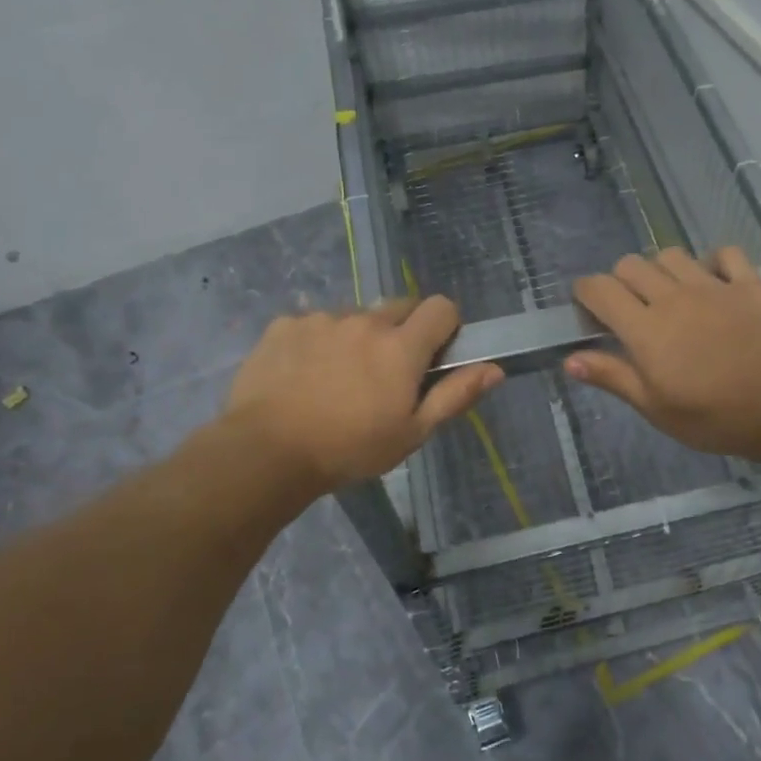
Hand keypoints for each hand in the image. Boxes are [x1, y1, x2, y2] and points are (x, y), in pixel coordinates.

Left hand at [220, 296, 501, 492]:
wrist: (265, 452)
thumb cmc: (349, 449)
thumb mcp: (412, 433)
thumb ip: (455, 395)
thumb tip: (495, 368)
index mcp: (401, 346)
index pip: (441, 307)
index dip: (445, 327)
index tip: (434, 356)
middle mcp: (365, 321)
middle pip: (399, 307)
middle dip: (402, 332)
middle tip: (386, 373)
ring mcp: (322, 319)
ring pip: (355, 316)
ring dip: (358, 337)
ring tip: (338, 378)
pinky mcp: (285, 324)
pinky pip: (314, 323)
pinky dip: (318, 341)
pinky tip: (304, 374)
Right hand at [565, 247, 760, 461]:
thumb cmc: (714, 417)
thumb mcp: (656, 408)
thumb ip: (613, 377)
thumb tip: (569, 359)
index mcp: (644, 328)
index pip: (600, 289)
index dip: (585, 292)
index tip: (587, 309)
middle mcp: (672, 296)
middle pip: (630, 265)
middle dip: (620, 281)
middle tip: (630, 311)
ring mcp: (713, 286)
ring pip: (671, 255)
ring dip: (661, 270)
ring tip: (669, 296)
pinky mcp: (748, 284)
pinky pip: (725, 254)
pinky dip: (713, 262)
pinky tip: (714, 282)